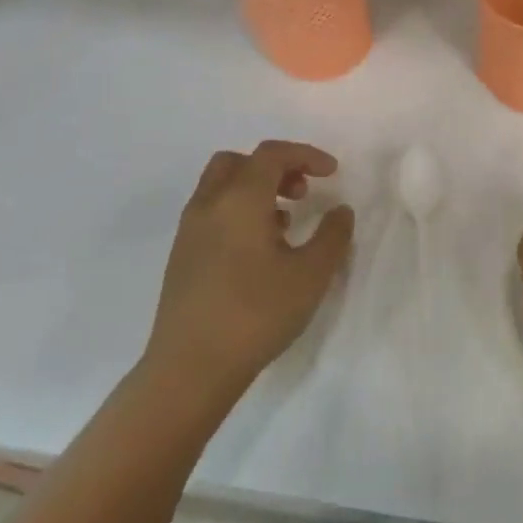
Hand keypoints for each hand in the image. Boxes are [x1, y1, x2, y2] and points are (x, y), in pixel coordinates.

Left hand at [143, 141, 355, 402]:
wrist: (190, 367)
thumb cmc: (256, 313)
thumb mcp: (310, 275)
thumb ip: (332, 236)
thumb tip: (340, 210)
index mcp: (239, 200)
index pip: (271, 154)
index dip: (306, 154)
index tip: (333, 173)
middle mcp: (208, 205)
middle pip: (238, 162)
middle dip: (275, 167)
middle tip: (302, 193)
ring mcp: (189, 232)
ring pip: (221, 188)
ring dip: (256, 190)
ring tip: (286, 224)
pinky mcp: (182, 258)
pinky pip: (212, 214)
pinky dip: (239, 213)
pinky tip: (260, 251)